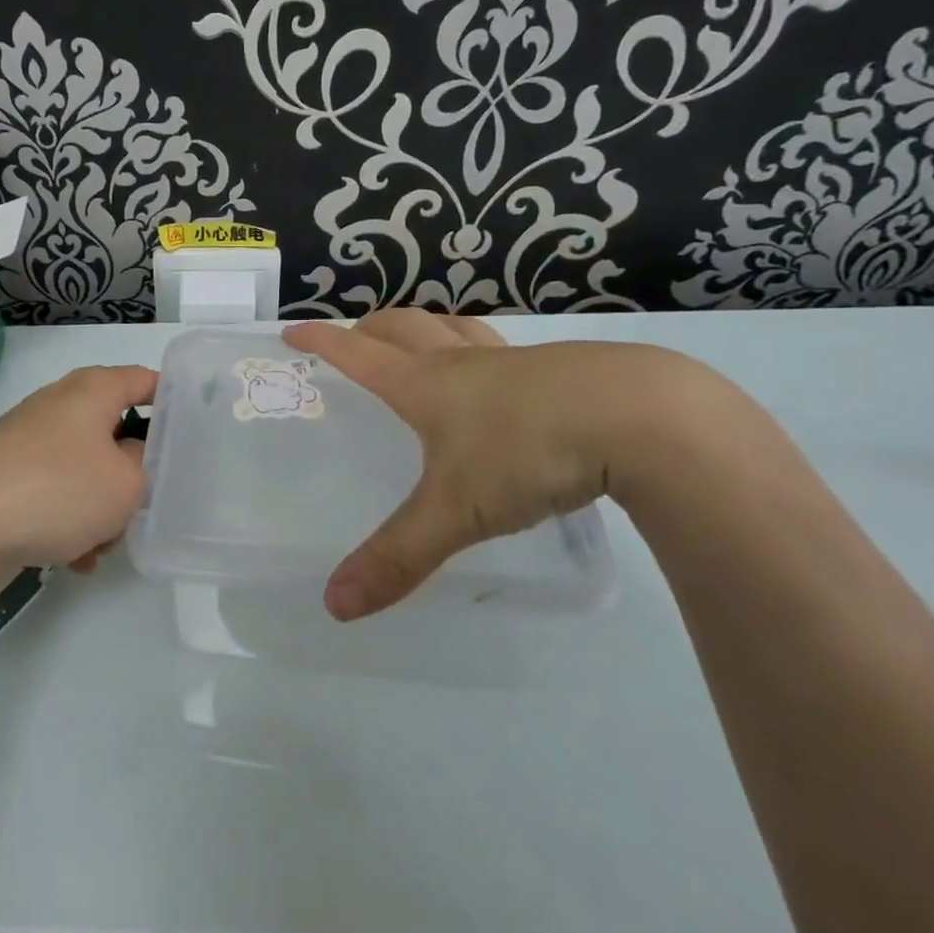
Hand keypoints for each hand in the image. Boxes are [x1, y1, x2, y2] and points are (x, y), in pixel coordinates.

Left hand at [0, 364, 156, 574]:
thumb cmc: (56, 490)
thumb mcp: (126, 483)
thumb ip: (144, 465)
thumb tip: (127, 457)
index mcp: (92, 391)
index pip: (144, 379)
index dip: (172, 399)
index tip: (193, 430)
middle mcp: (59, 405)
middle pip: (114, 432)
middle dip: (132, 473)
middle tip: (143, 505)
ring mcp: (28, 440)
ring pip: (85, 470)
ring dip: (99, 508)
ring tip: (99, 546)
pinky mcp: (6, 475)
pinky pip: (54, 493)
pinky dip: (67, 521)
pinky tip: (70, 559)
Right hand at [284, 312, 687, 620]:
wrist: (640, 418)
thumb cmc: (527, 453)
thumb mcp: (456, 512)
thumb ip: (396, 558)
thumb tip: (333, 606)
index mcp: (424, 385)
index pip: (357, 355)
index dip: (321, 343)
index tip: (292, 332)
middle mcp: (460, 362)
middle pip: (402, 328)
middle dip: (370, 328)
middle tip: (353, 335)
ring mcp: (511, 360)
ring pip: (454, 326)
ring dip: (426, 326)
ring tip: (420, 338)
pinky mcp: (558, 369)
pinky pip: (502, 348)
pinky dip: (480, 349)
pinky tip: (502, 377)